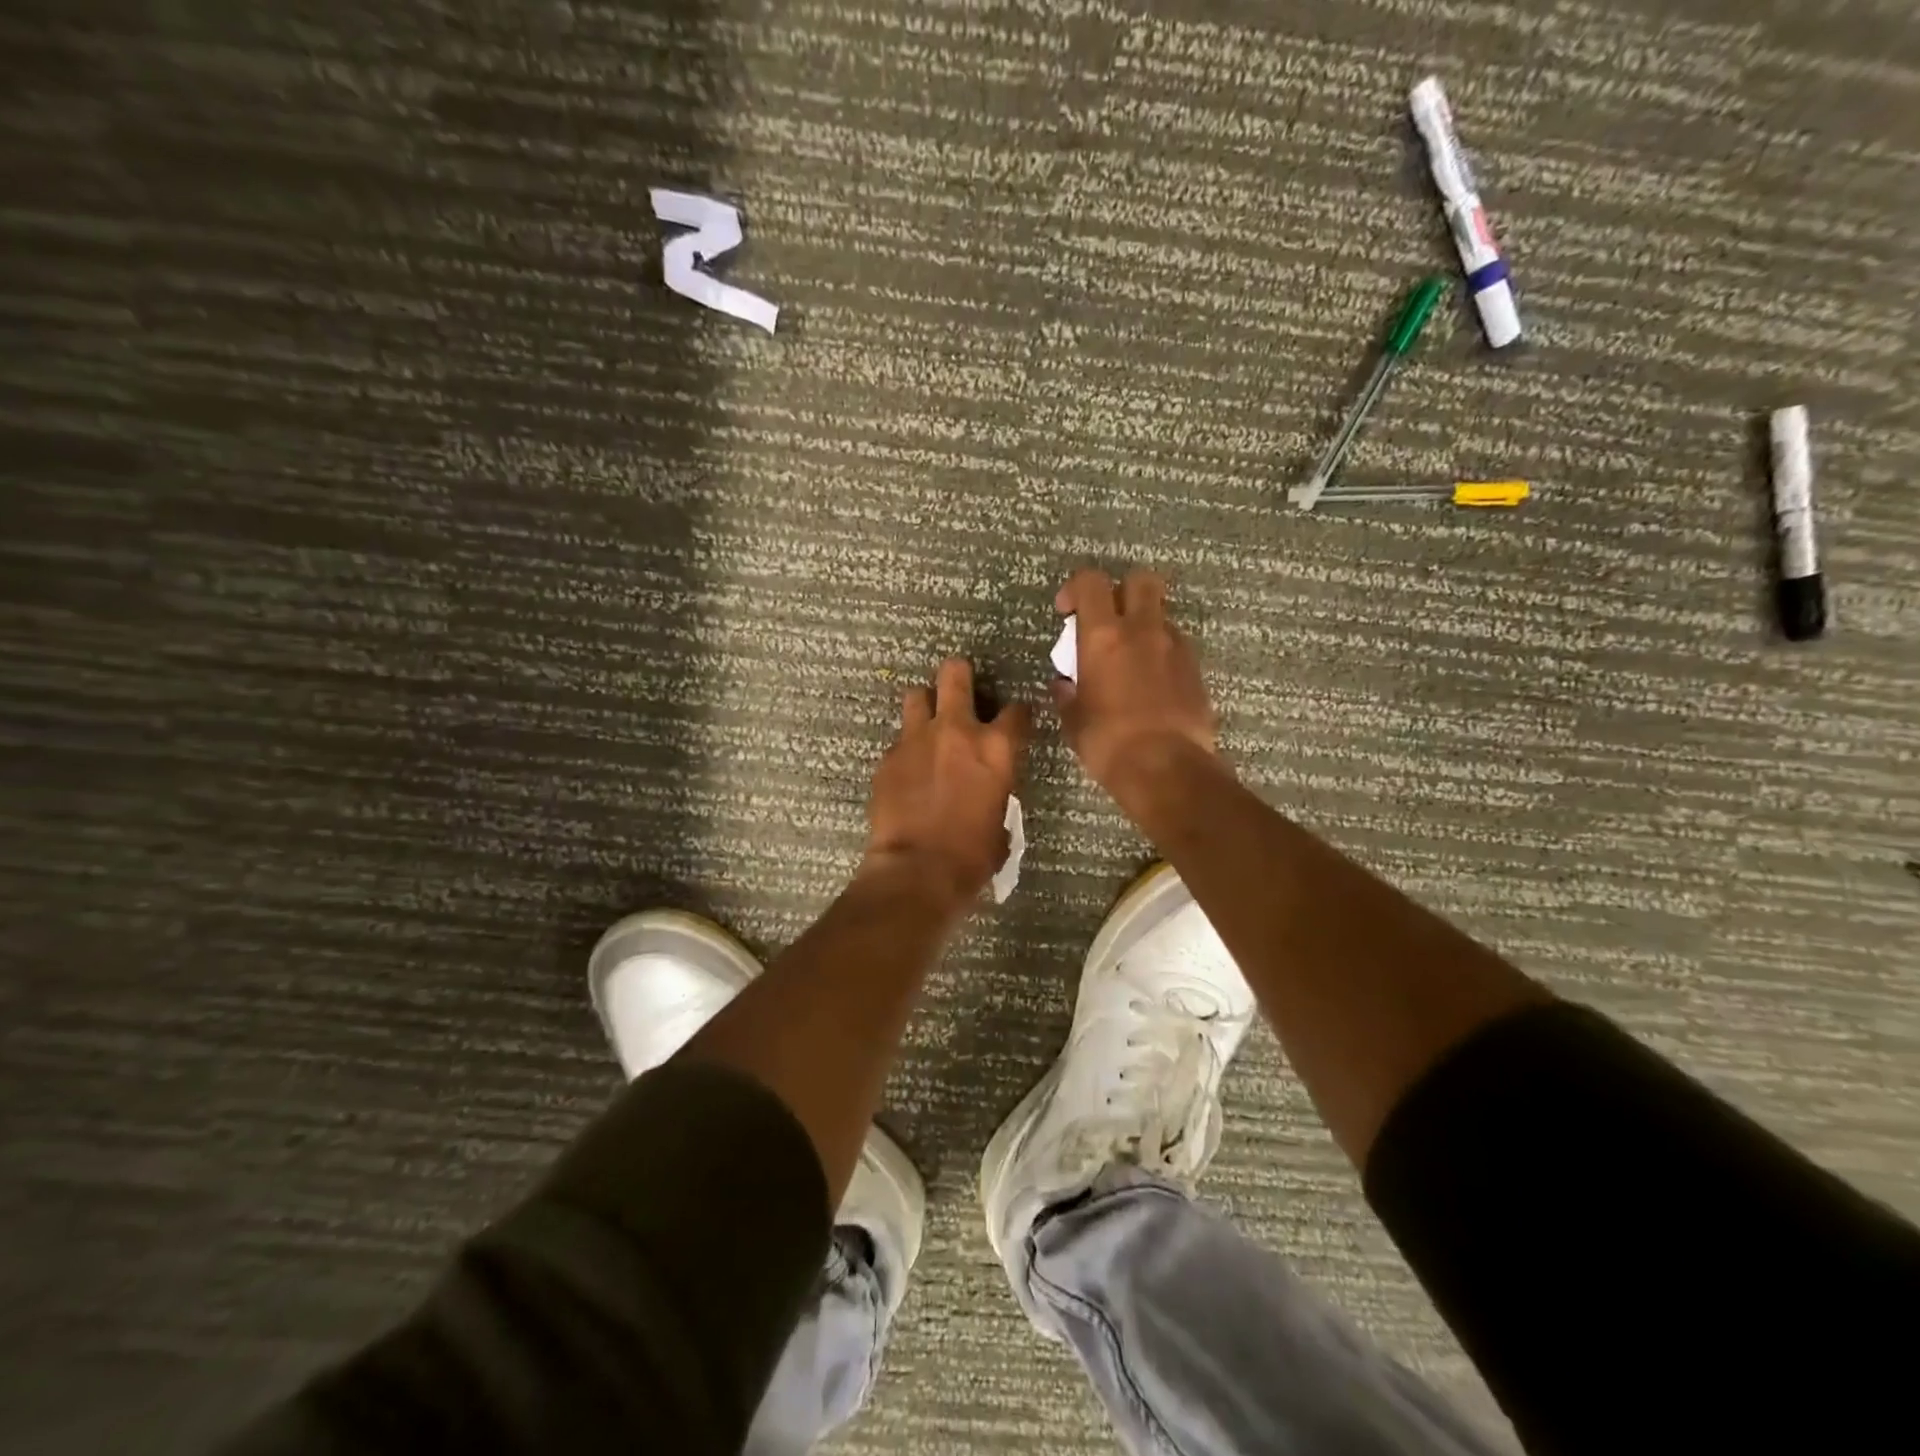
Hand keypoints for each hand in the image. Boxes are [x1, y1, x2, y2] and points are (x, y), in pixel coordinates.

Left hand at [863, 658, 1031, 907]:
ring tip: (927, 724)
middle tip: (959, 687)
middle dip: (959, 675)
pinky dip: (906, 750)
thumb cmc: (972, 856)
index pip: (1017, 710)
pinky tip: (907, 771)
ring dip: (925, 705)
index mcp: (996, 748)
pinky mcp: (888, 757)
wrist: (917, 870)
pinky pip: (898, 740)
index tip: (1014, 721)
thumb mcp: (1001, 821)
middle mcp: (956, 731)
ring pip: (916, 695)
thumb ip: (996, 791)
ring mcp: (916, 739)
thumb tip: (989, 792)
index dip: (1017, 714)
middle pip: (955, 674)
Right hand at [1053, 567, 1216, 804]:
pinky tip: (1151, 683)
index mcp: (1104, 637)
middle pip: (1140, 580)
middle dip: (1122, 590)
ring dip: (1144, 625)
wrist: (1167, 769)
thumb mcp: (1074, 721)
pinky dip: (1161, 653)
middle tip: (1107, 619)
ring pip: (1161, 614)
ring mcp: (1175, 647)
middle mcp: (1142, 630)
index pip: (1091, 582)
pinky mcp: (1196, 669)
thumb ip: (1068, 694)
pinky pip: (1176, 645)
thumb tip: (1065, 684)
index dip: (1076, 588)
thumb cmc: (1108, 743)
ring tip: (1130, 658)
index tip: (1067, 612)